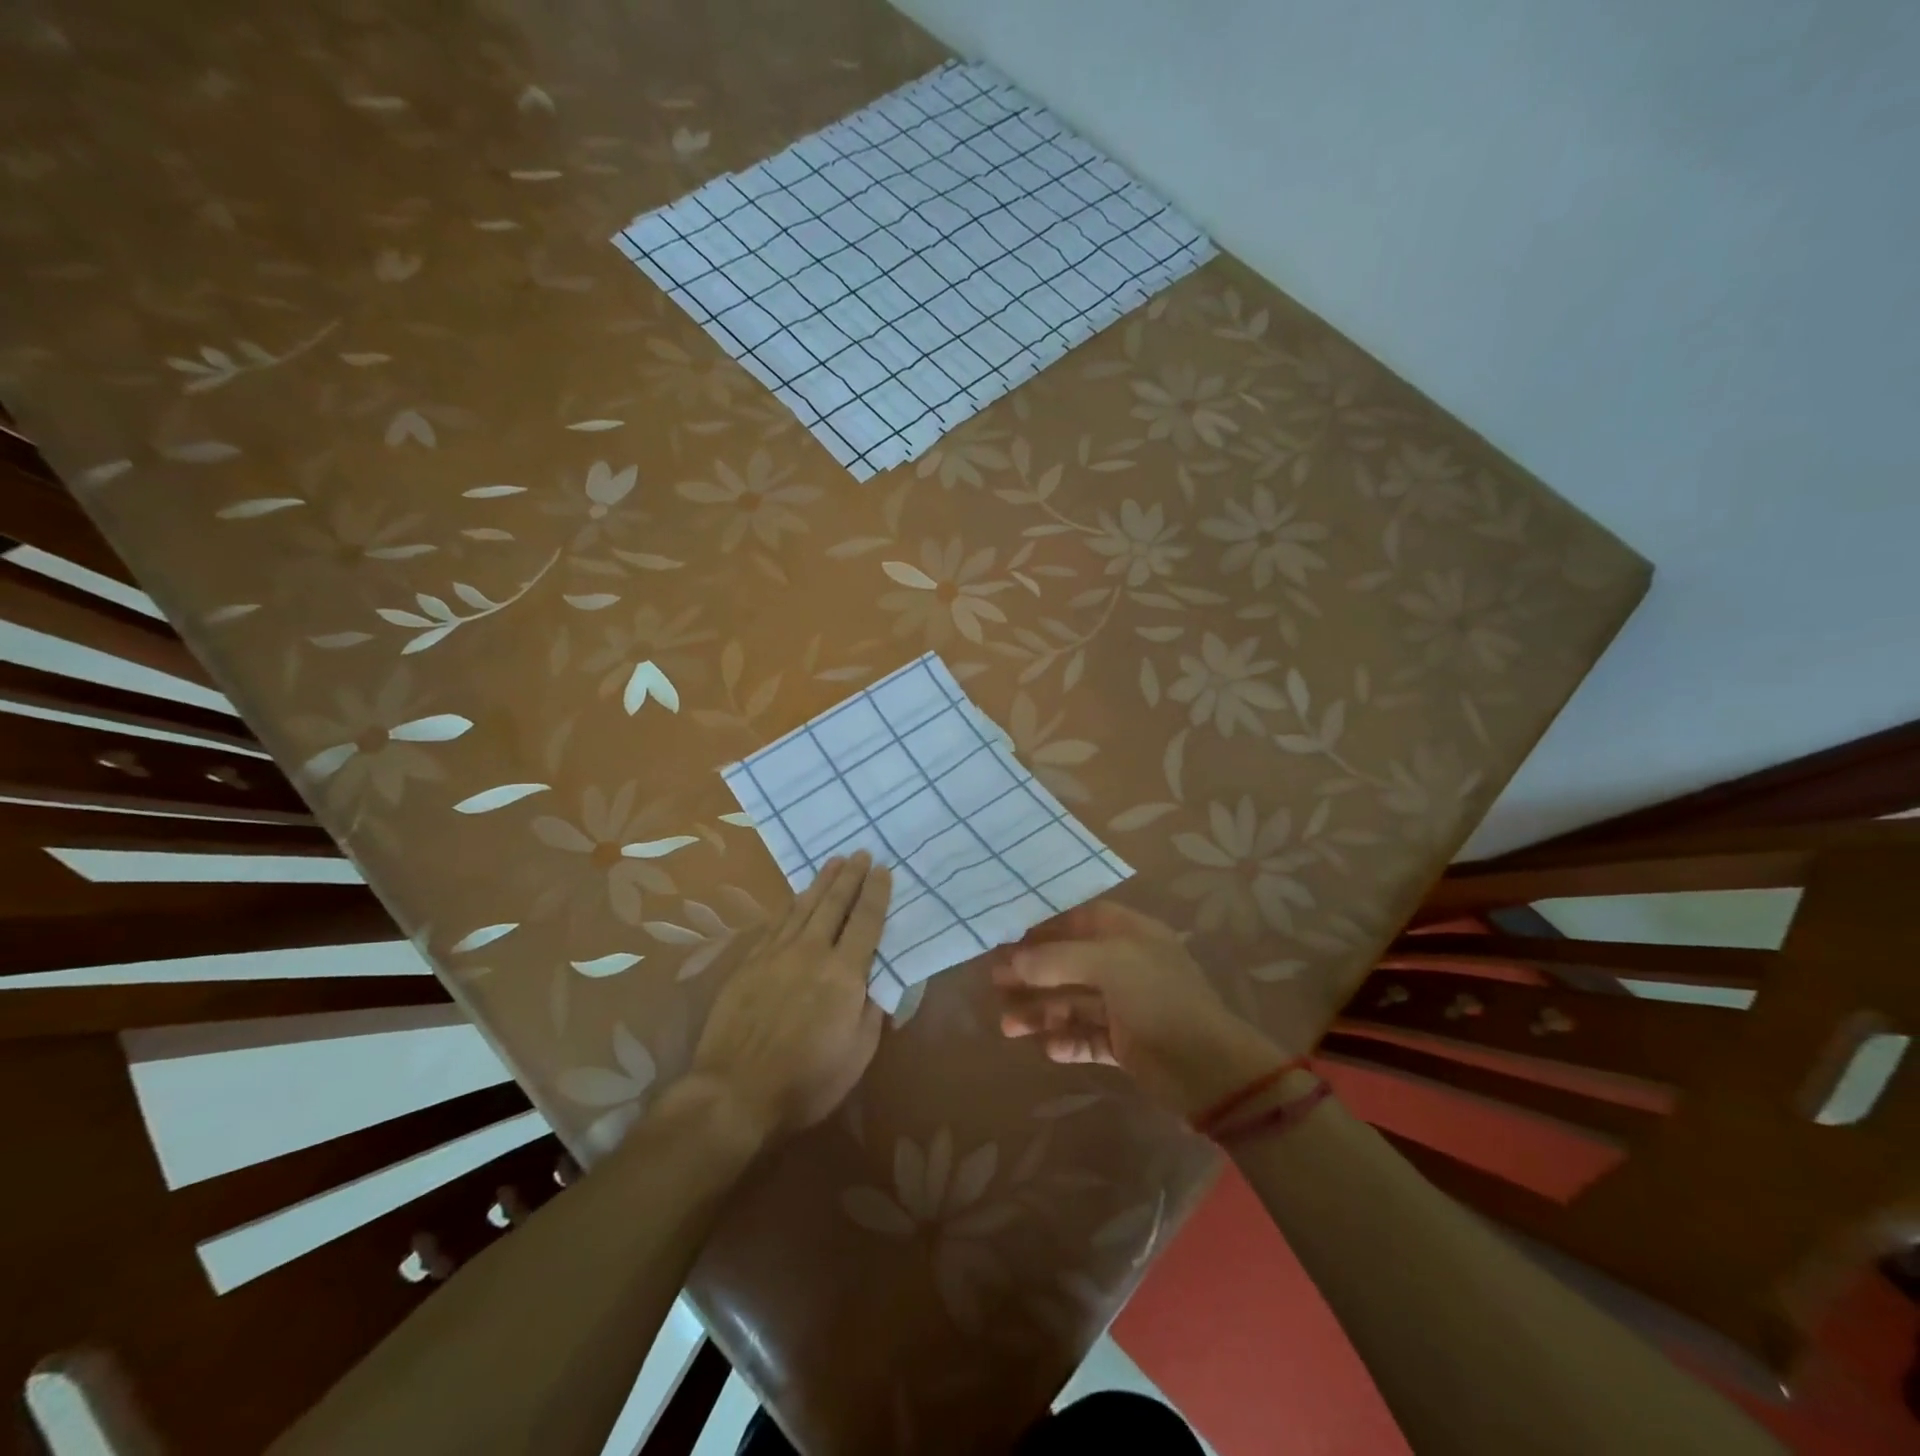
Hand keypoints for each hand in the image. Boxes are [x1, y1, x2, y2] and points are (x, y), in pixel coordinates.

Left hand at [689, 852, 890, 1141]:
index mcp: (844, 974)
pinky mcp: (750, 963)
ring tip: (834, 862)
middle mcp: (812, 953)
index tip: (883, 869)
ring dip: (821, 882)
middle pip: (834, 904)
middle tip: (860, 853)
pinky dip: (790, 905)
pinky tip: (795, 897)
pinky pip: (775, 923)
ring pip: (804, 907)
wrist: (734, 1091)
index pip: (866, 921)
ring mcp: (777, 955)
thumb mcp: (857, 1054)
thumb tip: (879, 981)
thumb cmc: (806, 1080)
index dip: (876, 893)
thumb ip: (872, 1011)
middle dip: (850, 877)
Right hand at [991, 899, 1293, 1116]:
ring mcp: (1127, 1006)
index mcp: (1131, 935)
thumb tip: (1011, 960)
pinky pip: (1088, 1037)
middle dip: (1033, 972)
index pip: (1081, 919)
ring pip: (1074, 1003)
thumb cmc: (1159, 1000)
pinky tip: (1048, 1049)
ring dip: (1042, 1012)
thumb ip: (1056, 959)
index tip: (1008, 936)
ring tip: (1007, 1025)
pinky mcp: (1127, 1044)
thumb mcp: (1109, 964)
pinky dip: (1067, 1041)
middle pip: (1070, 962)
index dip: (1045, 926)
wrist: (1209, 1070)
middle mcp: (1127, 965)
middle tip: (995, 982)